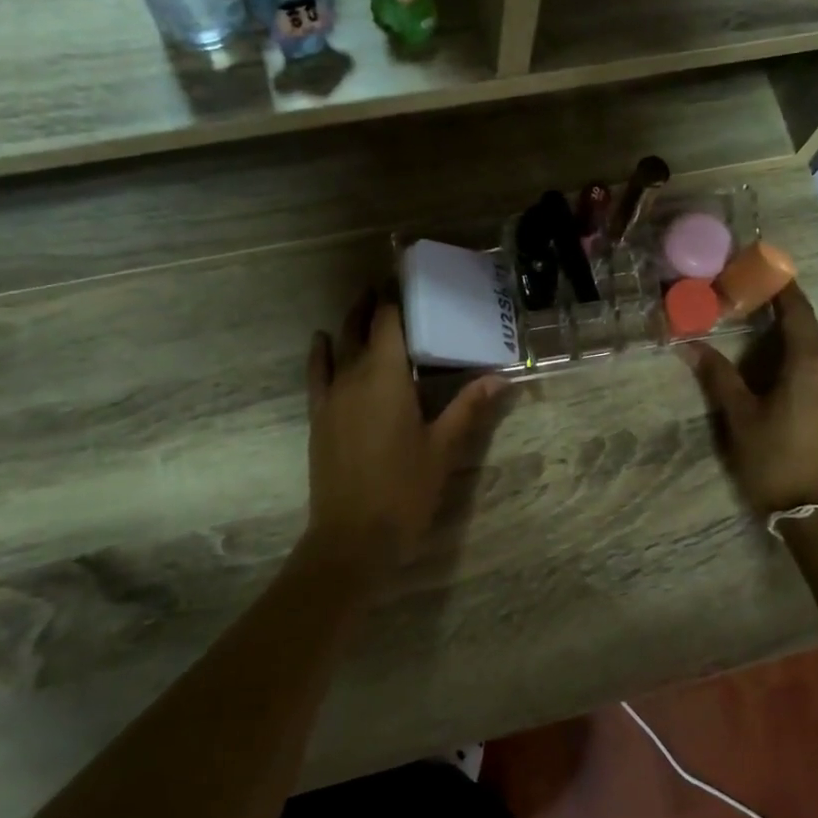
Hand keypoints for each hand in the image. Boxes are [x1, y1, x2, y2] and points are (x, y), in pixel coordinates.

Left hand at [305, 289, 505, 565]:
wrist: (353, 536)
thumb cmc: (405, 490)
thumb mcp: (444, 448)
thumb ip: (469, 408)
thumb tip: (501, 378)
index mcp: (387, 377)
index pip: (389, 321)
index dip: (397, 297)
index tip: (409, 280)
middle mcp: (354, 376)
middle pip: (361, 327)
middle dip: (373, 305)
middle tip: (389, 286)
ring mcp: (331, 396)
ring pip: (337, 346)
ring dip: (349, 323)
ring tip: (362, 303)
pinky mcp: (319, 417)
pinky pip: (317, 373)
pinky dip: (320, 353)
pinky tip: (322, 341)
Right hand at [686, 282, 817, 514]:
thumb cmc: (774, 460)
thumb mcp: (740, 417)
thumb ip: (718, 377)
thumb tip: (690, 345)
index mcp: (811, 364)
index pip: (798, 312)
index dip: (782, 289)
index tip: (764, 270)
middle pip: (813, 330)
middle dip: (787, 315)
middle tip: (755, 309)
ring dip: (799, 341)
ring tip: (768, 343)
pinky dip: (809, 363)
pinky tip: (787, 379)